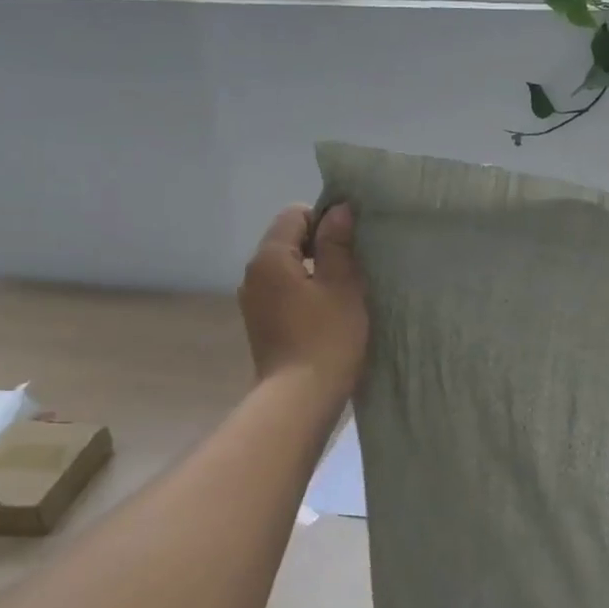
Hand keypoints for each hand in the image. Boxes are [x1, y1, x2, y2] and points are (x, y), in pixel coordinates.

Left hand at [239, 204, 366, 395]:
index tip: (351, 243)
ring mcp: (254, 300)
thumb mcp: (342, 284)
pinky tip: (328, 312)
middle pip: (289, 239)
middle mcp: (253, 274)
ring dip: (315, 270)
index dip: (326, 220)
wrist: (301, 398)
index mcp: (270, 258)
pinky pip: (285, 291)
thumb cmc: (327, 336)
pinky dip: (306, 292)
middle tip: (354, 266)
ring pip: (288, 267)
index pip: (295, 214)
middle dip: (321, 246)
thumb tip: (339, 209)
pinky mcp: (262, 323)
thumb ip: (338, 243)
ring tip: (344, 290)